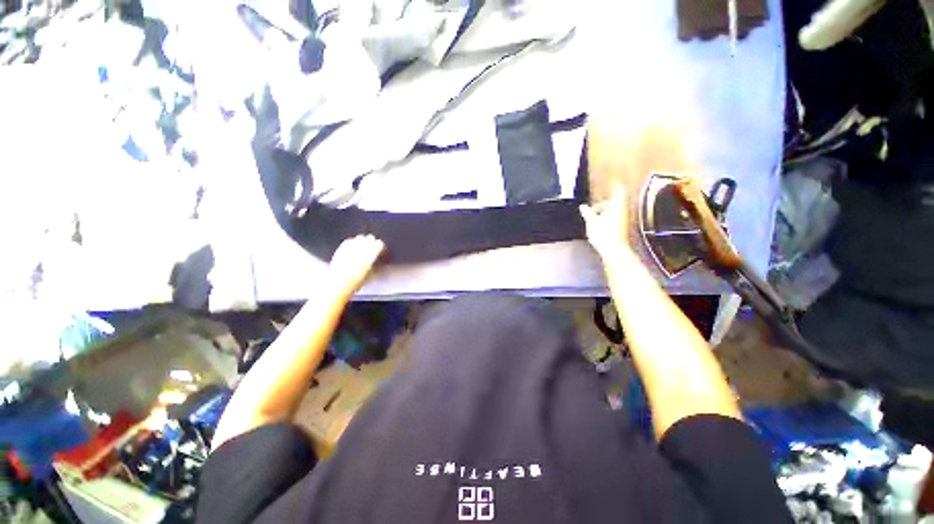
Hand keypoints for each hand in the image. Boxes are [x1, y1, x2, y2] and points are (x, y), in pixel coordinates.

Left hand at [328, 235, 384, 295]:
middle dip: (372, 243)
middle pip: (370, 237)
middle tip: (372, 249)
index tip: (381, 251)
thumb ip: (376, 265)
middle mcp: (361, 248)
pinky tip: (353, 249)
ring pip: (360, 237)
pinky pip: (350, 241)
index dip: (381, 247)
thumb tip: (380, 261)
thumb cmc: (357, 281)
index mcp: (371, 254)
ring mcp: (351, 247)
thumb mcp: (371, 274)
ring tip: (363, 248)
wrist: (339, 283)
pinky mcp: (342, 248)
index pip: (379, 244)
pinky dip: (353, 243)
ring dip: (363, 241)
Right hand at [579, 185, 630, 261]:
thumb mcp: (590, 222)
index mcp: (616, 204)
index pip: (618, 189)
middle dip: (604, 204)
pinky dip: (609, 219)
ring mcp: (625, 218)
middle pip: (615, 201)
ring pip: (616, 210)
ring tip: (595, 219)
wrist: (615, 250)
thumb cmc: (603, 235)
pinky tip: (601, 226)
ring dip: (606, 212)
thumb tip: (583, 207)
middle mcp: (624, 209)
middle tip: (593, 210)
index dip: (613, 186)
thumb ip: (587, 212)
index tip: (607, 186)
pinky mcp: (625, 226)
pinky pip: (617, 218)